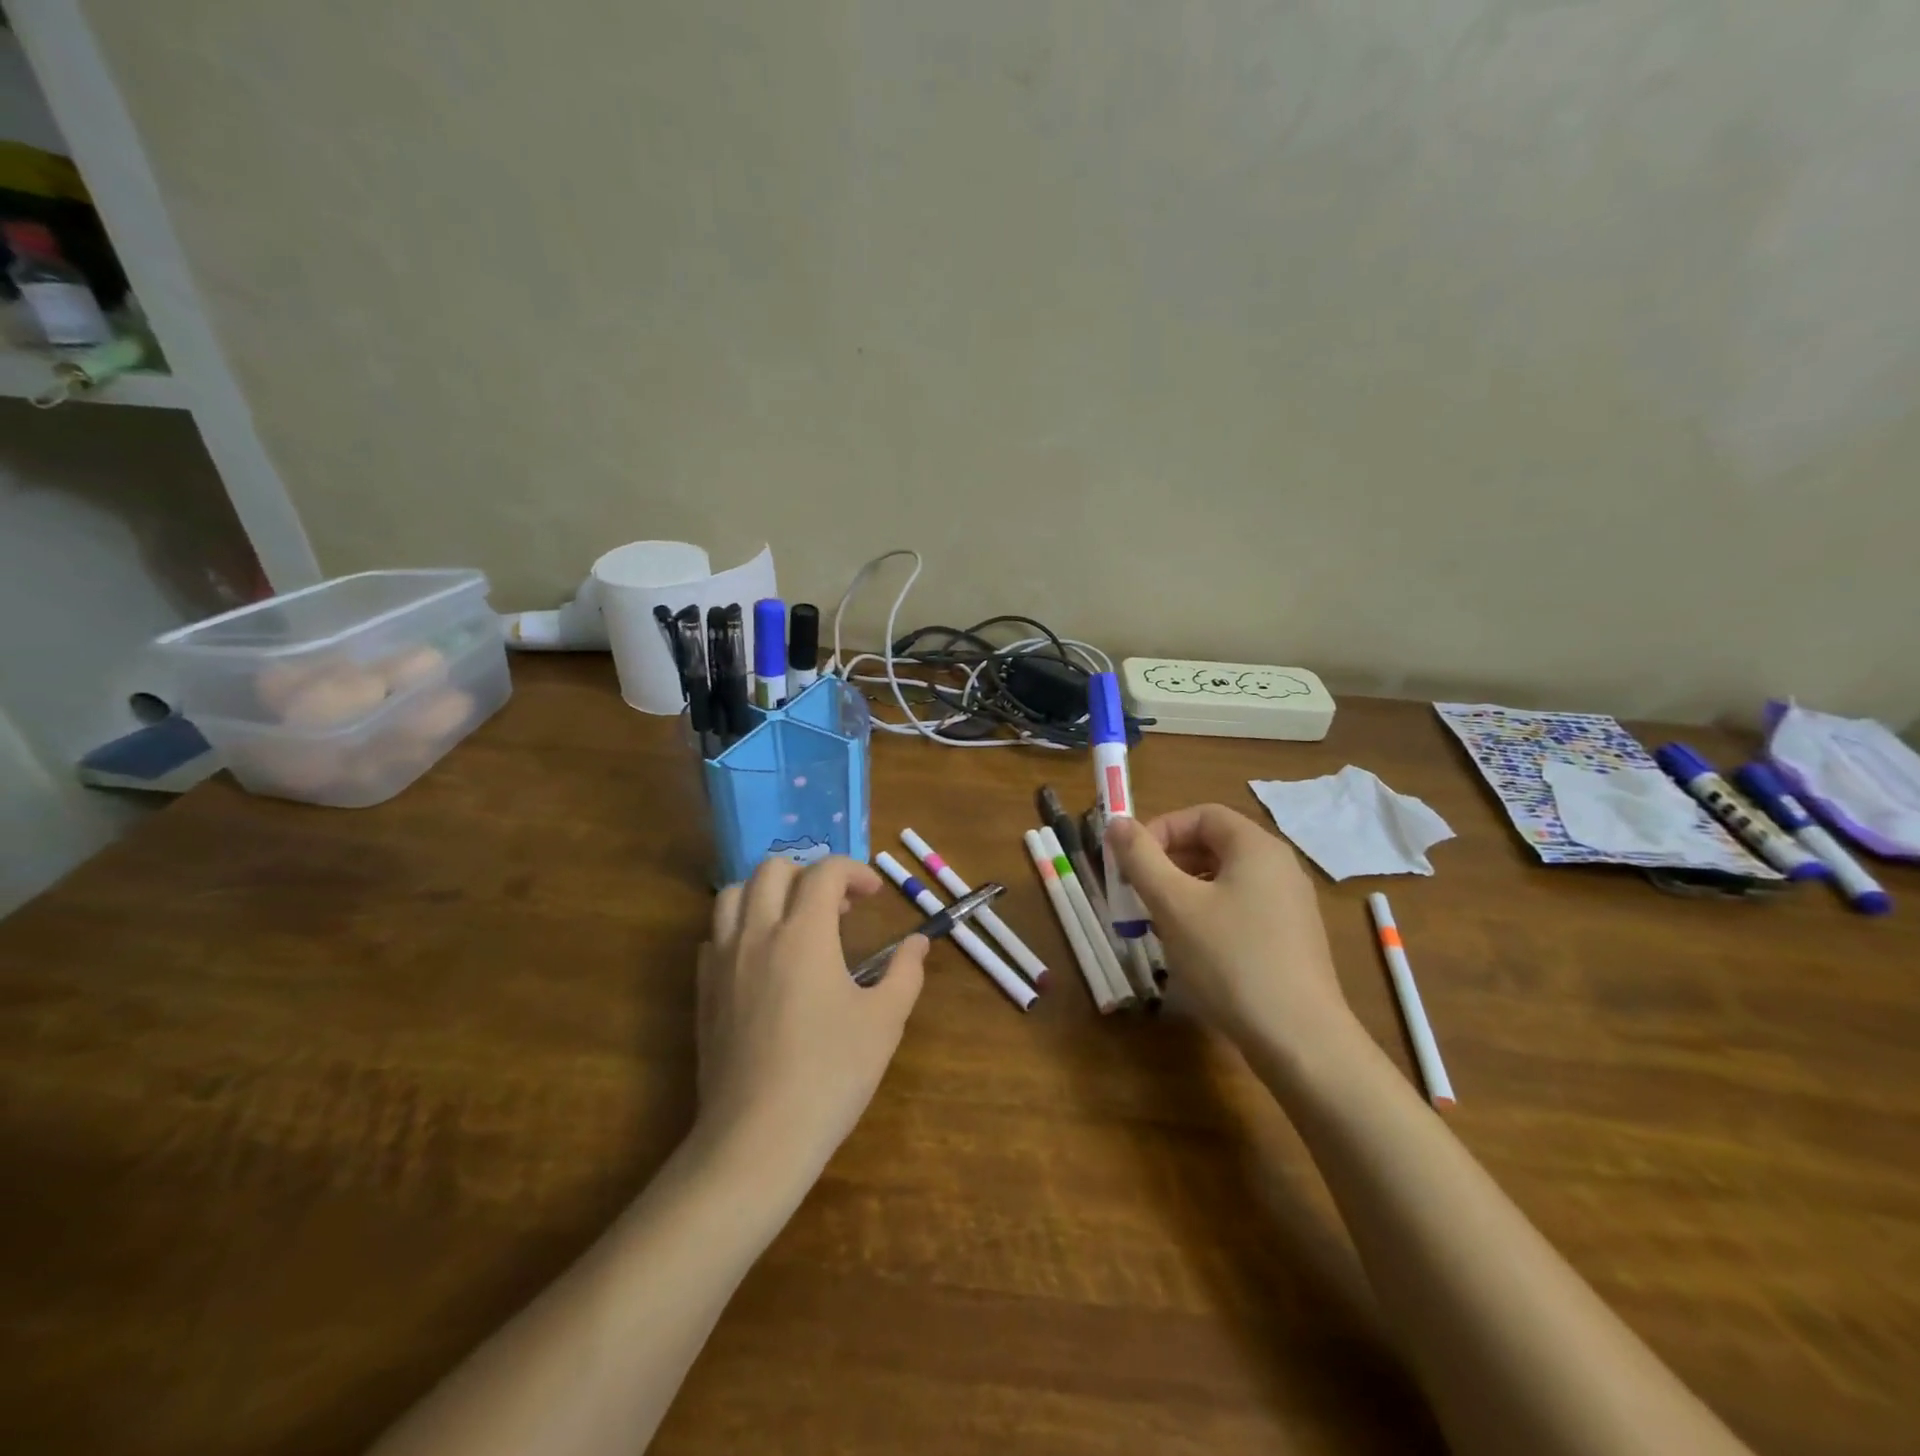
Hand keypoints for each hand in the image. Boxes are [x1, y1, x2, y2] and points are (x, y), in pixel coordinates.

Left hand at [697, 856, 926, 1178]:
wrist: (758, 1137)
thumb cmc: (831, 1074)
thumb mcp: (884, 1022)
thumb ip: (905, 973)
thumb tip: (917, 943)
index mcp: (803, 933)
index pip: (824, 872)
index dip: (853, 871)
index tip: (873, 895)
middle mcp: (757, 934)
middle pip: (773, 870)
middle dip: (809, 874)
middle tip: (837, 907)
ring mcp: (723, 962)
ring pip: (732, 894)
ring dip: (767, 893)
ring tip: (794, 922)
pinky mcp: (703, 992)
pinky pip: (714, 936)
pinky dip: (740, 929)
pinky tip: (762, 960)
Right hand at [1106, 805, 1356, 1053]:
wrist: (1300, 1040)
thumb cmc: (1230, 960)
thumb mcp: (1174, 904)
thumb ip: (1140, 858)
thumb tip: (1117, 822)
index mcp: (1257, 847)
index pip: (1201, 815)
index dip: (1160, 829)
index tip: (1131, 862)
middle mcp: (1280, 866)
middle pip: (1214, 845)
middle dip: (1168, 862)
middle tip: (1137, 893)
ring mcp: (1290, 905)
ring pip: (1225, 880)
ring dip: (1184, 891)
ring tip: (1158, 923)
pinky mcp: (1291, 939)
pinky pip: (1241, 908)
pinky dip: (1209, 915)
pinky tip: (1192, 949)